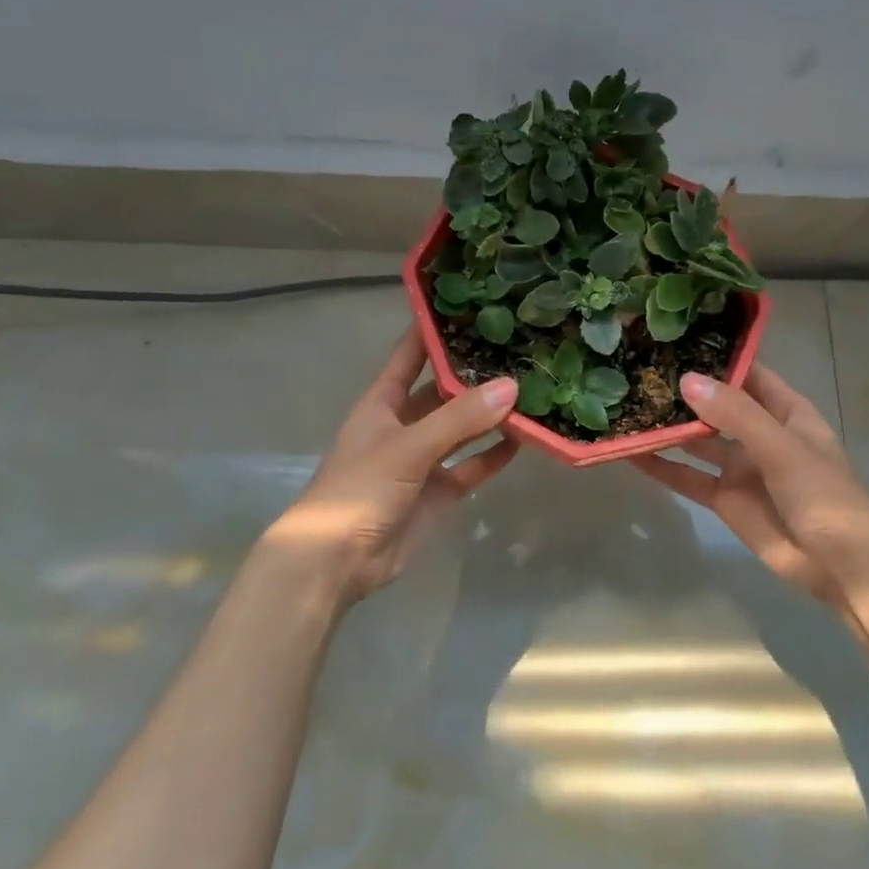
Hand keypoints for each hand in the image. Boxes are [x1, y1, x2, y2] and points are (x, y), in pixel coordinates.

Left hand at [261, 328, 518, 604]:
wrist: (336, 563)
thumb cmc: (358, 490)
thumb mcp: (407, 447)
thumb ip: (459, 419)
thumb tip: (512, 387)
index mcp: (382, 403)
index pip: (410, 355)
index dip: (433, 330)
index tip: (469, 304)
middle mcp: (404, 424)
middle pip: (443, 390)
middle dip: (474, 373)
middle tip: (518, 347)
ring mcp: (423, 459)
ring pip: (463, 428)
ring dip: (490, 413)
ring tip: (531, 388)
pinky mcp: (440, 491)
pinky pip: (473, 464)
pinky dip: (495, 453)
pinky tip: (526, 437)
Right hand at [632, 366, 868, 609]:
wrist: (842, 566)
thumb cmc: (824, 495)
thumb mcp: (783, 447)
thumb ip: (736, 415)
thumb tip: (687, 380)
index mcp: (785, 411)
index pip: (748, 373)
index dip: (717, 357)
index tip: (676, 340)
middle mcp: (760, 433)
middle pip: (717, 405)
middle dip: (684, 391)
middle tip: (639, 369)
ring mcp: (741, 467)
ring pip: (698, 440)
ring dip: (669, 427)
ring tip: (628, 406)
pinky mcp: (725, 499)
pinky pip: (688, 478)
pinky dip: (662, 467)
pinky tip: (631, 453)